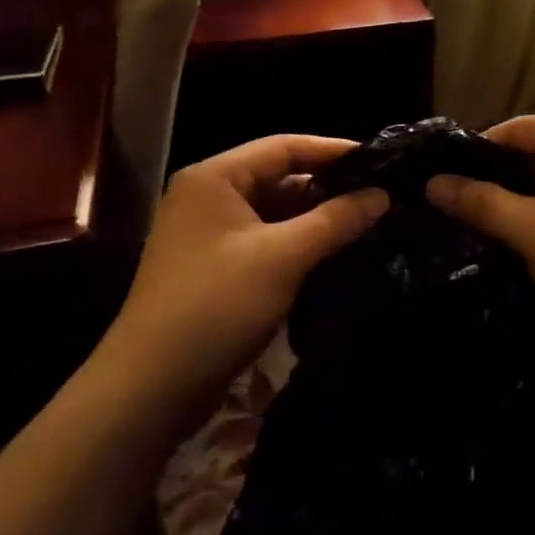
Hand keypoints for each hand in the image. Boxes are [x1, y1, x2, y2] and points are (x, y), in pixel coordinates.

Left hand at [105, 135, 387, 416]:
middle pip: (280, 178)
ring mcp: (210, 235)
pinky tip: (337, 255)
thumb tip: (382, 195)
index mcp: (215, 178)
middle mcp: (208, 197)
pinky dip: (300, 246)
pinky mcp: (216, 269)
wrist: (151, 387)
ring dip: (317, 220)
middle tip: (381, 196)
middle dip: (329, 188)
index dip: (334, 150)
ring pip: (275, 214)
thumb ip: (335, 221)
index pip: (284, 147)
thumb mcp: (283, 257)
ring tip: (369, 224)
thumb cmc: (216, 306)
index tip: (381, 160)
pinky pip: (267, 242)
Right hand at [425, 116, 534, 352]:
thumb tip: (433, 182)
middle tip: (459, 203)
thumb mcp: (530, 231)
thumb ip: (480, 202)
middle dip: (498, 176)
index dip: (479, 149)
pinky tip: (518, 237)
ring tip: (480, 222)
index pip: (520, 127)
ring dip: (519, 198)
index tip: (446, 178)